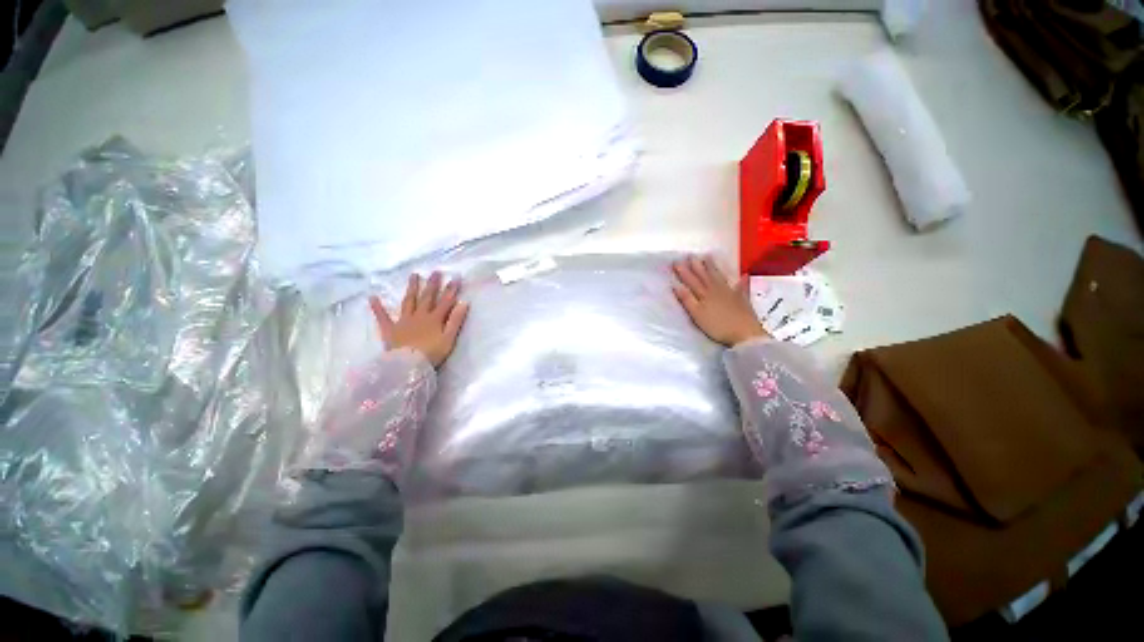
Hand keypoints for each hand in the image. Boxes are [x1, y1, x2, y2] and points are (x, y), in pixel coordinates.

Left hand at [369, 272, 469, 367]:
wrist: (408, 366)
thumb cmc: (432, 353)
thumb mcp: (449, 338)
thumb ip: (456, 320)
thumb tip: (464, 303)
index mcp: (434, 319)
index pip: (445, 301)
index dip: (451, 290)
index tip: (455, 277)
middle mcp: (419, 316)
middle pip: (427, 298)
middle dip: (432, 284)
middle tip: (435, 271)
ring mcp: (403, 321)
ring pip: (409, 301)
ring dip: (412, 288)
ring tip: (414, 275)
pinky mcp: (390, 329)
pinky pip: (382, 317)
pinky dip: (378, 307)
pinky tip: (373, 297)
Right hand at [672, 255, 769, 346]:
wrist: (745, 334)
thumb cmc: (717, 327)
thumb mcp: (697, 314)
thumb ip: (687, 299)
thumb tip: (675, 285)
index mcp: (704, 295)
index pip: (691, 281)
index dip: (683, 272)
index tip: (676, 262)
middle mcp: (716, 290)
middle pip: (704, 276)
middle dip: (696, 266)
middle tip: (690, 255)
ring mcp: (730, 293)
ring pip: (719, 277)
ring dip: (713, 267)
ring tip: (708, 257)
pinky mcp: (741, 299)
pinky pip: (740, 286)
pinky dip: (741, 280)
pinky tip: (743, 274)